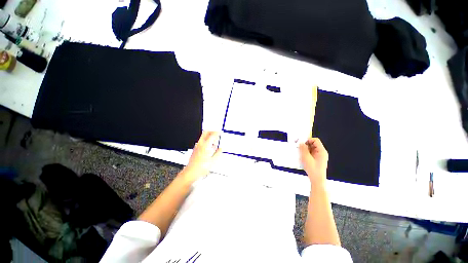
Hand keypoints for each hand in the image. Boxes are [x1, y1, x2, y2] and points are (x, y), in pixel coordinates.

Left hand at [182, 131, 221, 181]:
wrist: (190, 172)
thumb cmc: (201, 168)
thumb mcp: (213, 161)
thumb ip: (218, 153)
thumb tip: (220, 149)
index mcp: (206, 146)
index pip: (212, 135)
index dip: (217, 132)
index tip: (220, 132)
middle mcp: (200, 144)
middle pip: (206, 133)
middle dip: (212, 131)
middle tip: (216, 133)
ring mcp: (197, 146)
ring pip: (203, 136)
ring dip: (209, 136)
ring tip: (214, 140)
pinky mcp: (195, 149)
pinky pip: (201, 141)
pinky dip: (206, 140)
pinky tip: (209, 146)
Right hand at [299, 138, 328, 182]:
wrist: (317, 180)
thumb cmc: (313, 169)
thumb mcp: (306, 158)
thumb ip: (303, 149)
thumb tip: (301, 142)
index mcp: (321, 151)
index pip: (315, 140)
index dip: (308, 140)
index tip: (301, 142)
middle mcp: (321, 152)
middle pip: (313, 144)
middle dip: (305, 145)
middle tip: (298, 147)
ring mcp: (319, 156)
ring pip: (311, 149)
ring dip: (305, 149)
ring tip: (299, 152)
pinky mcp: (316, 159)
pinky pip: (310, 153)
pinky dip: (305, 153)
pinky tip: (302, 157)